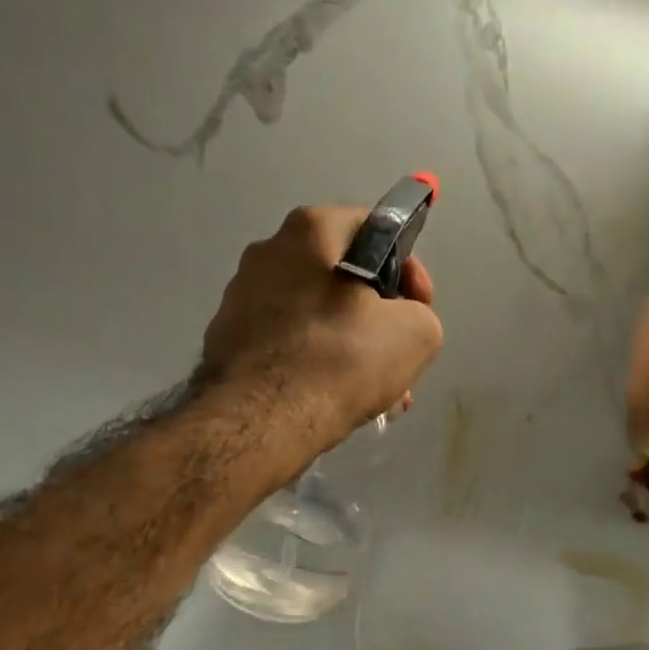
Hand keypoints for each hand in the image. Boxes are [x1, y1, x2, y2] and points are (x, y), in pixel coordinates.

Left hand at [201, 205, 443, 450]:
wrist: (260, 420)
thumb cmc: (340, 359)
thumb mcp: (416, 334)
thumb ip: (421, 314)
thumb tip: (403, 321)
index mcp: (311, 230)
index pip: (377, 229)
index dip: (409, 269)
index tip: (419, 307)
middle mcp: (269, 250)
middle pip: (343, 275)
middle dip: (378, 315)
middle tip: (397, 354)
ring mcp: (241, 294)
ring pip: (316, 313)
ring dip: (349, 343)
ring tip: (372, 388)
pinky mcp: (227, 336)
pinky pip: (287, 340)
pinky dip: (314, 360)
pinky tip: (333, 396)